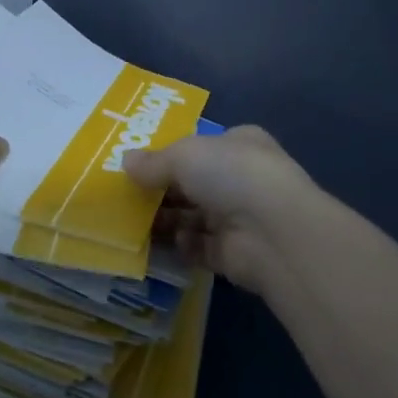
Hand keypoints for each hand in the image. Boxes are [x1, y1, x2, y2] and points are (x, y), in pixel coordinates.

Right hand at [122, 125, 321, 293]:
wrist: (273, 233)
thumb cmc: (231, 174)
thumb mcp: (184, 155)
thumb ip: (154, 161)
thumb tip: (125, 161)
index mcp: (239, 144)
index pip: (201, 146)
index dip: (170, 154)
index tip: (137, 165)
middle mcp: (242, 179)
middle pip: (194, 183)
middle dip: (162, 190)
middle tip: (125, 196)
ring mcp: (240, 218)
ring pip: (194, 217)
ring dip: (166, 220)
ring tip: (130, 222)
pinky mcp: (234, 254)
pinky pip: (198, 248)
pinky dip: (180, 247)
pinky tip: (158, 245)